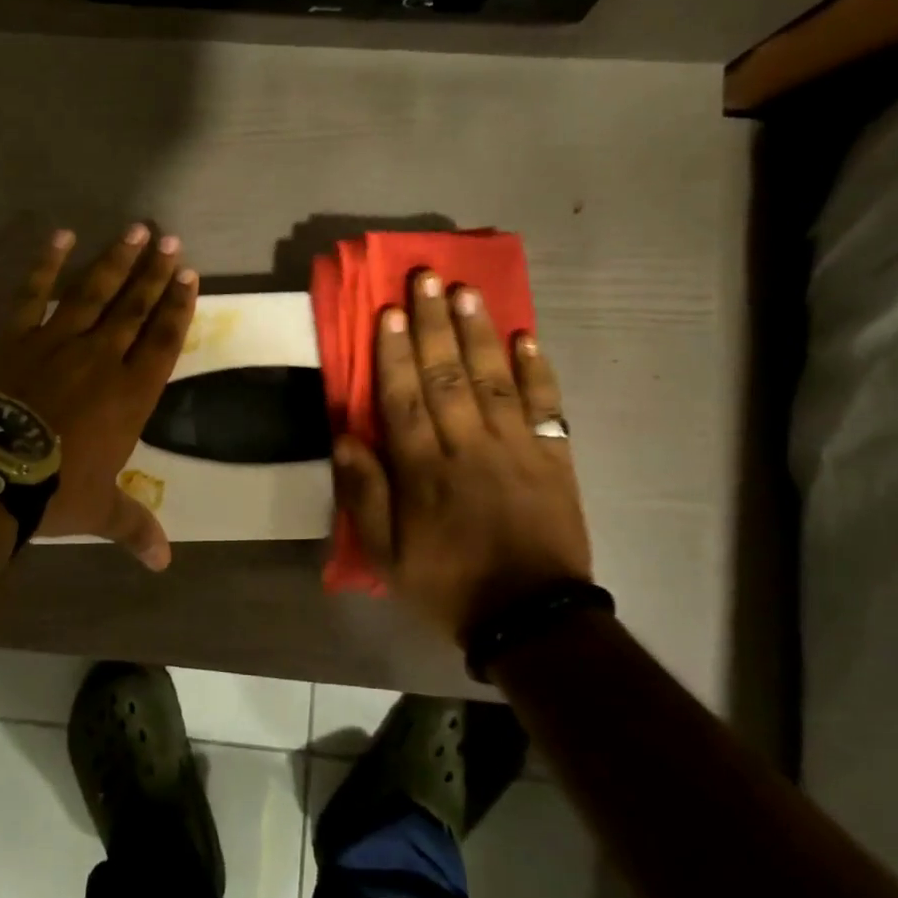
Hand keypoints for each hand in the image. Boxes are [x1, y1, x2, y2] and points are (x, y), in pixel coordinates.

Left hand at [0, 223, 196, 568]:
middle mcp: (102, 358)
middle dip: (155, 273)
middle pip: (135, 307)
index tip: (190, 276)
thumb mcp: (100, 510)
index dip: (179, 308)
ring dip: (116, 260)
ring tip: (137, 230)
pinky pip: (34, 292)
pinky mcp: (17, 335)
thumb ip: (135, 527)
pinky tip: (61, 235)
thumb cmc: (54, 488)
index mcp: (130, 393)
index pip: (164, 341)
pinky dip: (47, 263)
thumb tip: (164, 564)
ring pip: (94, 291)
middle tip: (171, 241)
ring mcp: (58, 340)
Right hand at [332, 270, 591, 645]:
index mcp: (424, 471)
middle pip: (448, 375)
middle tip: (427, 278)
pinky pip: (546, 406)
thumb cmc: (449, 584)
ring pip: (493, 378)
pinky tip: (526, 337)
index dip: (394, 354)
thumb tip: (344, 438)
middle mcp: (469, 447)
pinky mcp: (553, 457)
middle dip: (434, 324)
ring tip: (467, 290)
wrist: (533, 619)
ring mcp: (516, 448)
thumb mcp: (387, 555)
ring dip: (478, 332)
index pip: (404, 399)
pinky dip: (537, 370)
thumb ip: (364, 495)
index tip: (388, 312)